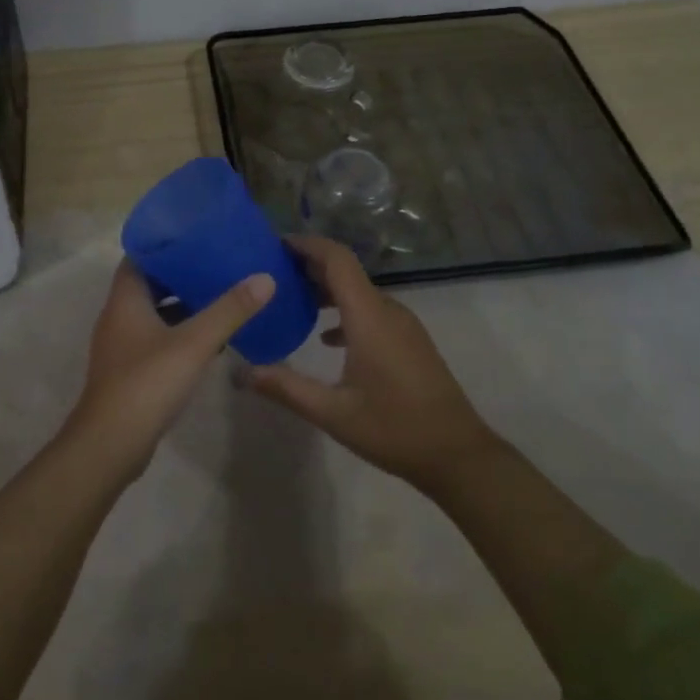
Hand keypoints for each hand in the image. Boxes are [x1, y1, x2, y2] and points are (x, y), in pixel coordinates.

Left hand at [65, 258, 275, 477]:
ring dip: (183, 305)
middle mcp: (119, 315)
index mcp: (125, 298)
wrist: (110, 444)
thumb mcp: (194, 342)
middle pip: (150, 283)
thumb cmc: (147, 382)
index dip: (166, 244)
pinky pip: (157, 338)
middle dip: (182, 274)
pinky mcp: (130, 370)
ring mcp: (122, 345)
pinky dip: (180, 332)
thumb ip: (230, 309)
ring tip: (221, 296)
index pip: (141, 256)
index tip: (198, 236)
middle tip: (218, 264)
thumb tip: (265, 277)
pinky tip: (210, 340)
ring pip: (155, 313)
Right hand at [249, 235, 500, 495]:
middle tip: (273, 273)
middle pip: (345, 271)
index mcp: (368, 316)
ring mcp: (403, 324)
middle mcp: (387, 310)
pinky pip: (371, 309)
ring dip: (326, 288)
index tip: (276, 244)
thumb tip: (241, 372)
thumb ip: (286, 388)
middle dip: (309, 265)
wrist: (458, 455)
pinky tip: (325, 336)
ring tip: (292, 299)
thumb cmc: (394, 429)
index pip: (337, 259)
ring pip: (358, 291)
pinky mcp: (409, 339)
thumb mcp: (333, 413)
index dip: (307, 245)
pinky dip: (344, 310)